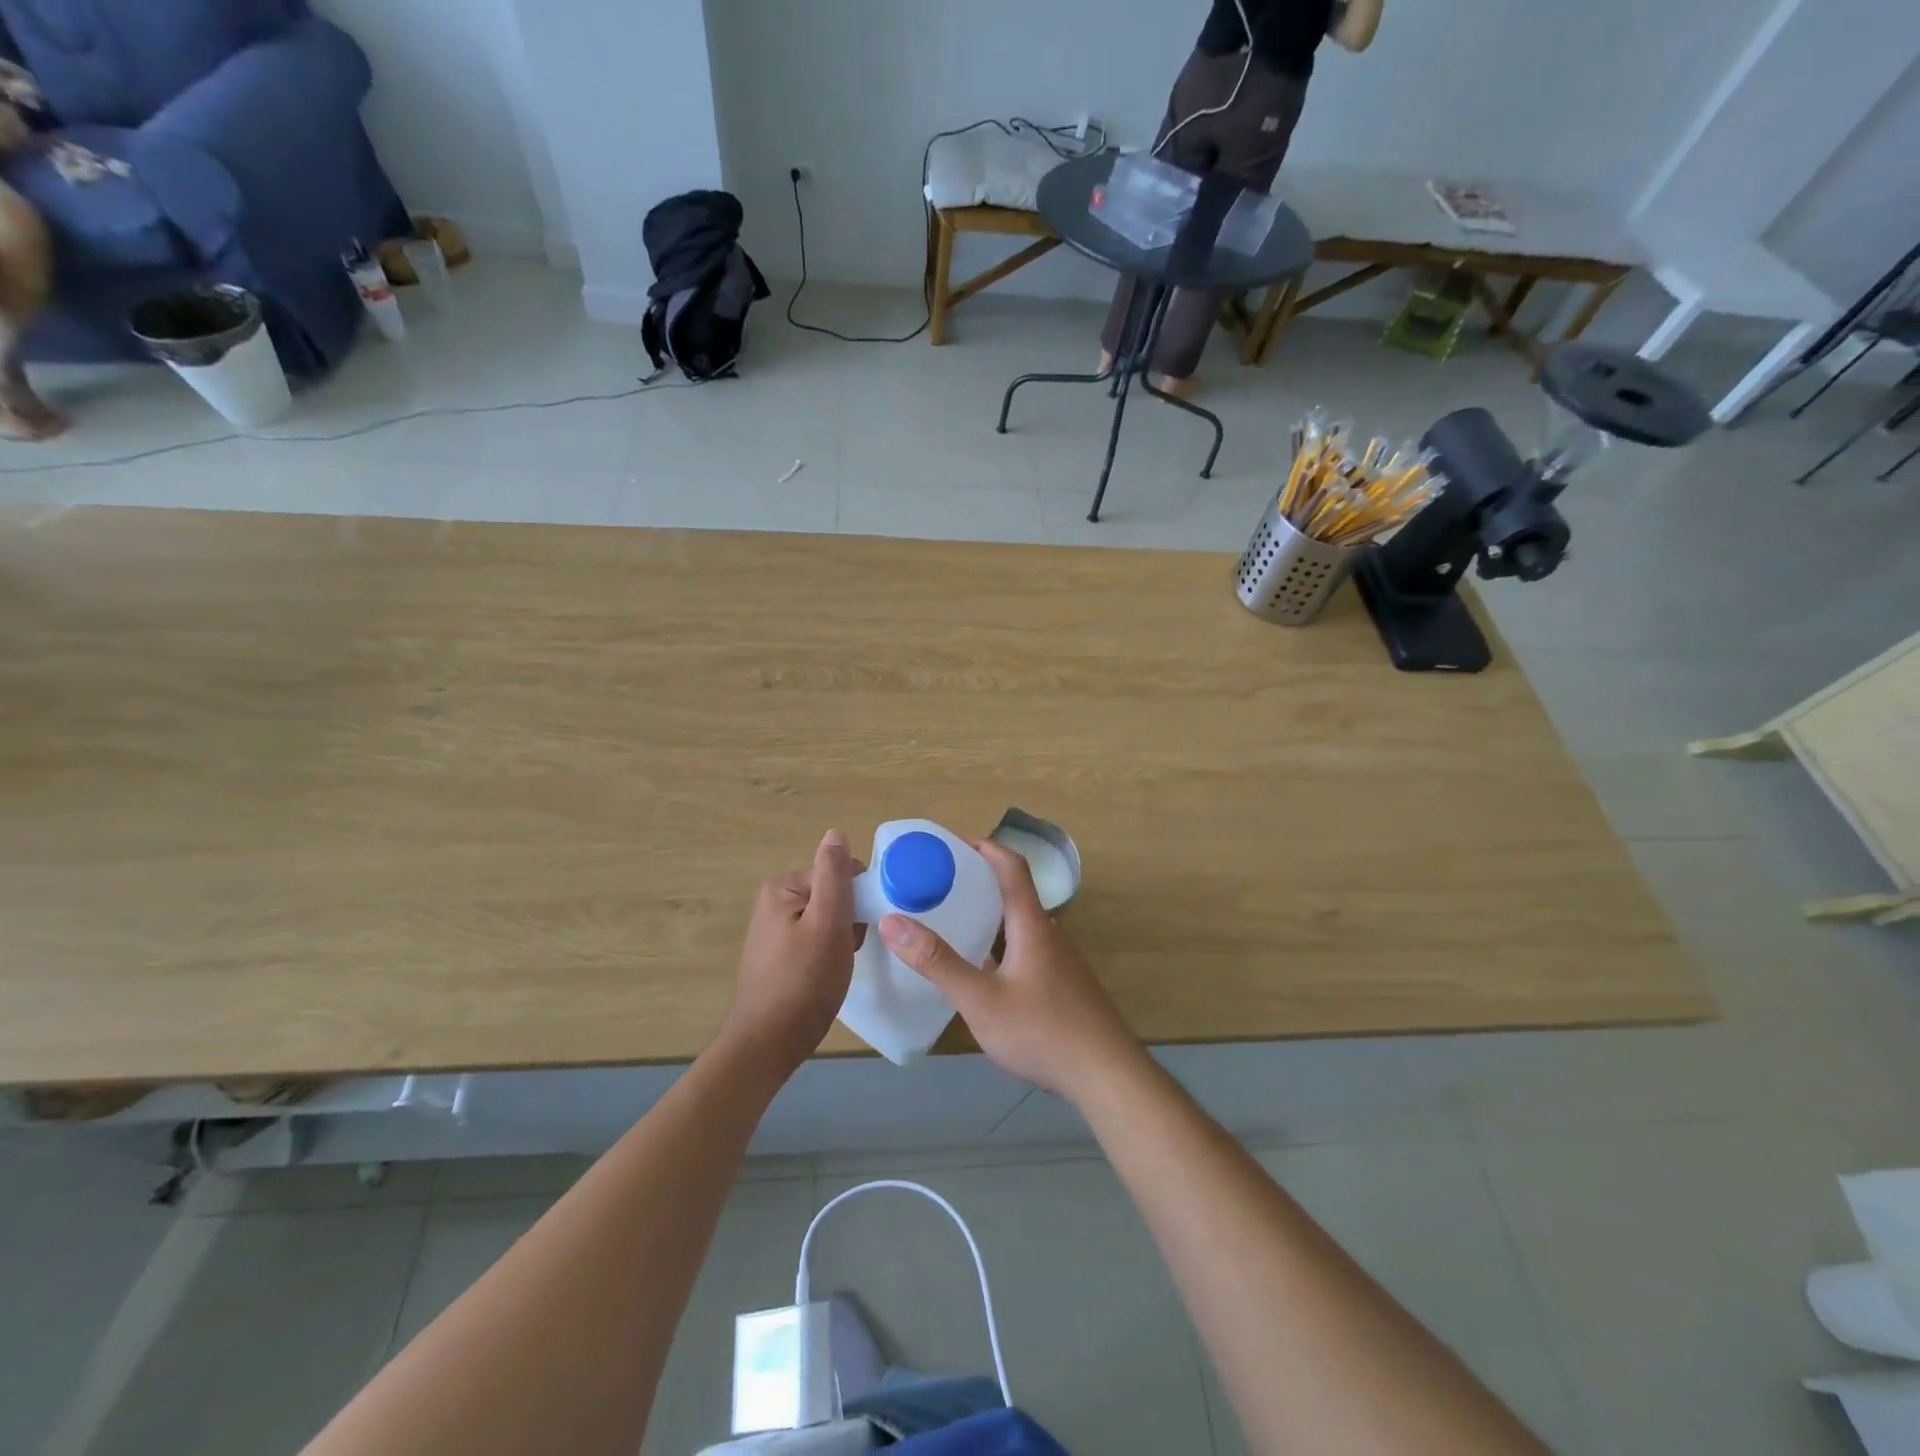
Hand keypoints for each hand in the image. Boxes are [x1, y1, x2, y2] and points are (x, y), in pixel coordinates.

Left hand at [725, 830, 859, 1070]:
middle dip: (850, 919)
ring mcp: (775, 931)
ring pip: (827, 919)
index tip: (859, 928)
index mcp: (782, 888)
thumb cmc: (804, 981)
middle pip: (833, 894)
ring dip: (842, 938)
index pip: (838, 873)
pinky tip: (828, 975)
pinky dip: (829, 953)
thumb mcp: (828, 923)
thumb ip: (834, 876)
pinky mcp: (779, 956)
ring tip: (839, 965)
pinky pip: (815, 940)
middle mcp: (774, 902)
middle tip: (849, 949)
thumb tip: (835, 832)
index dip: (858, 898)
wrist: (769, 1044)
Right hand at [879, 841, 1144, 1101]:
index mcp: (1032, 923)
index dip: (981, 846)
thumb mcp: (981, 1000)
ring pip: (1018, 922)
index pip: (1010, 865)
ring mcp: (1058, 958)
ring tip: (949, 921)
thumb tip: (893, 922)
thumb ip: (938, 963)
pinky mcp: (1060, 983)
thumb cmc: (1042, 1031)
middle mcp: (1048, 932)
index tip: (946, 844)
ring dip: (986, 913)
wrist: (1106, 1075)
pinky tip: (978, 968)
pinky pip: (1024, 947)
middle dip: (975, 880)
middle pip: (1013, 890)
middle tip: (935, 884)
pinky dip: (997, 942)